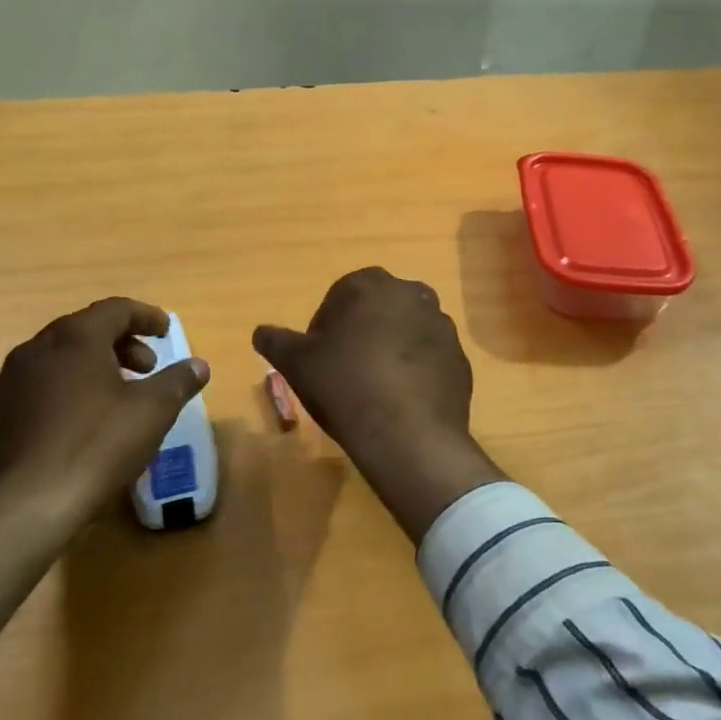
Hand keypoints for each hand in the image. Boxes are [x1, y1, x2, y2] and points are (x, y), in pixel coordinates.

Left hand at [0, 298, 210, 525]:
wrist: (25, 506)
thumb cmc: (96, 446)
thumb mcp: (153, 411)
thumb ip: (178, 381)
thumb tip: (199, 365)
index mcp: (75, 338)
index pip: (116, 309)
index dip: (146, 317)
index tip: (166, 331)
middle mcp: (38, 348)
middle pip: (86, 329)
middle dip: (122, 343)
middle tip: (147, 367)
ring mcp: (12, 381)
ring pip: (61, 357)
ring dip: (95, 365)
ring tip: (119, 395)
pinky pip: (42, 383)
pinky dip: (70, 386)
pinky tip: (84, 420)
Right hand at [254, 268, 504, 542]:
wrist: (408, 435)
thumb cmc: (345, 386)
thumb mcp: (298, 364)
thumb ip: (277, 341)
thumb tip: (260, 332)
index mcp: (371, 284)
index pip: (340, 296)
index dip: (325, 328)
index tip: (319, 359)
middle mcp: (411, 293)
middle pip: (376, 311)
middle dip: (360, 333)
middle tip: (344, 372)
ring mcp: (442, 325)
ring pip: (405, 332)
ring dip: (390, 350)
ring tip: (374, 389)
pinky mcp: (460, 358)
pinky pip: (429, 358)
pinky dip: (415, 371)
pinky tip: (401, 401)